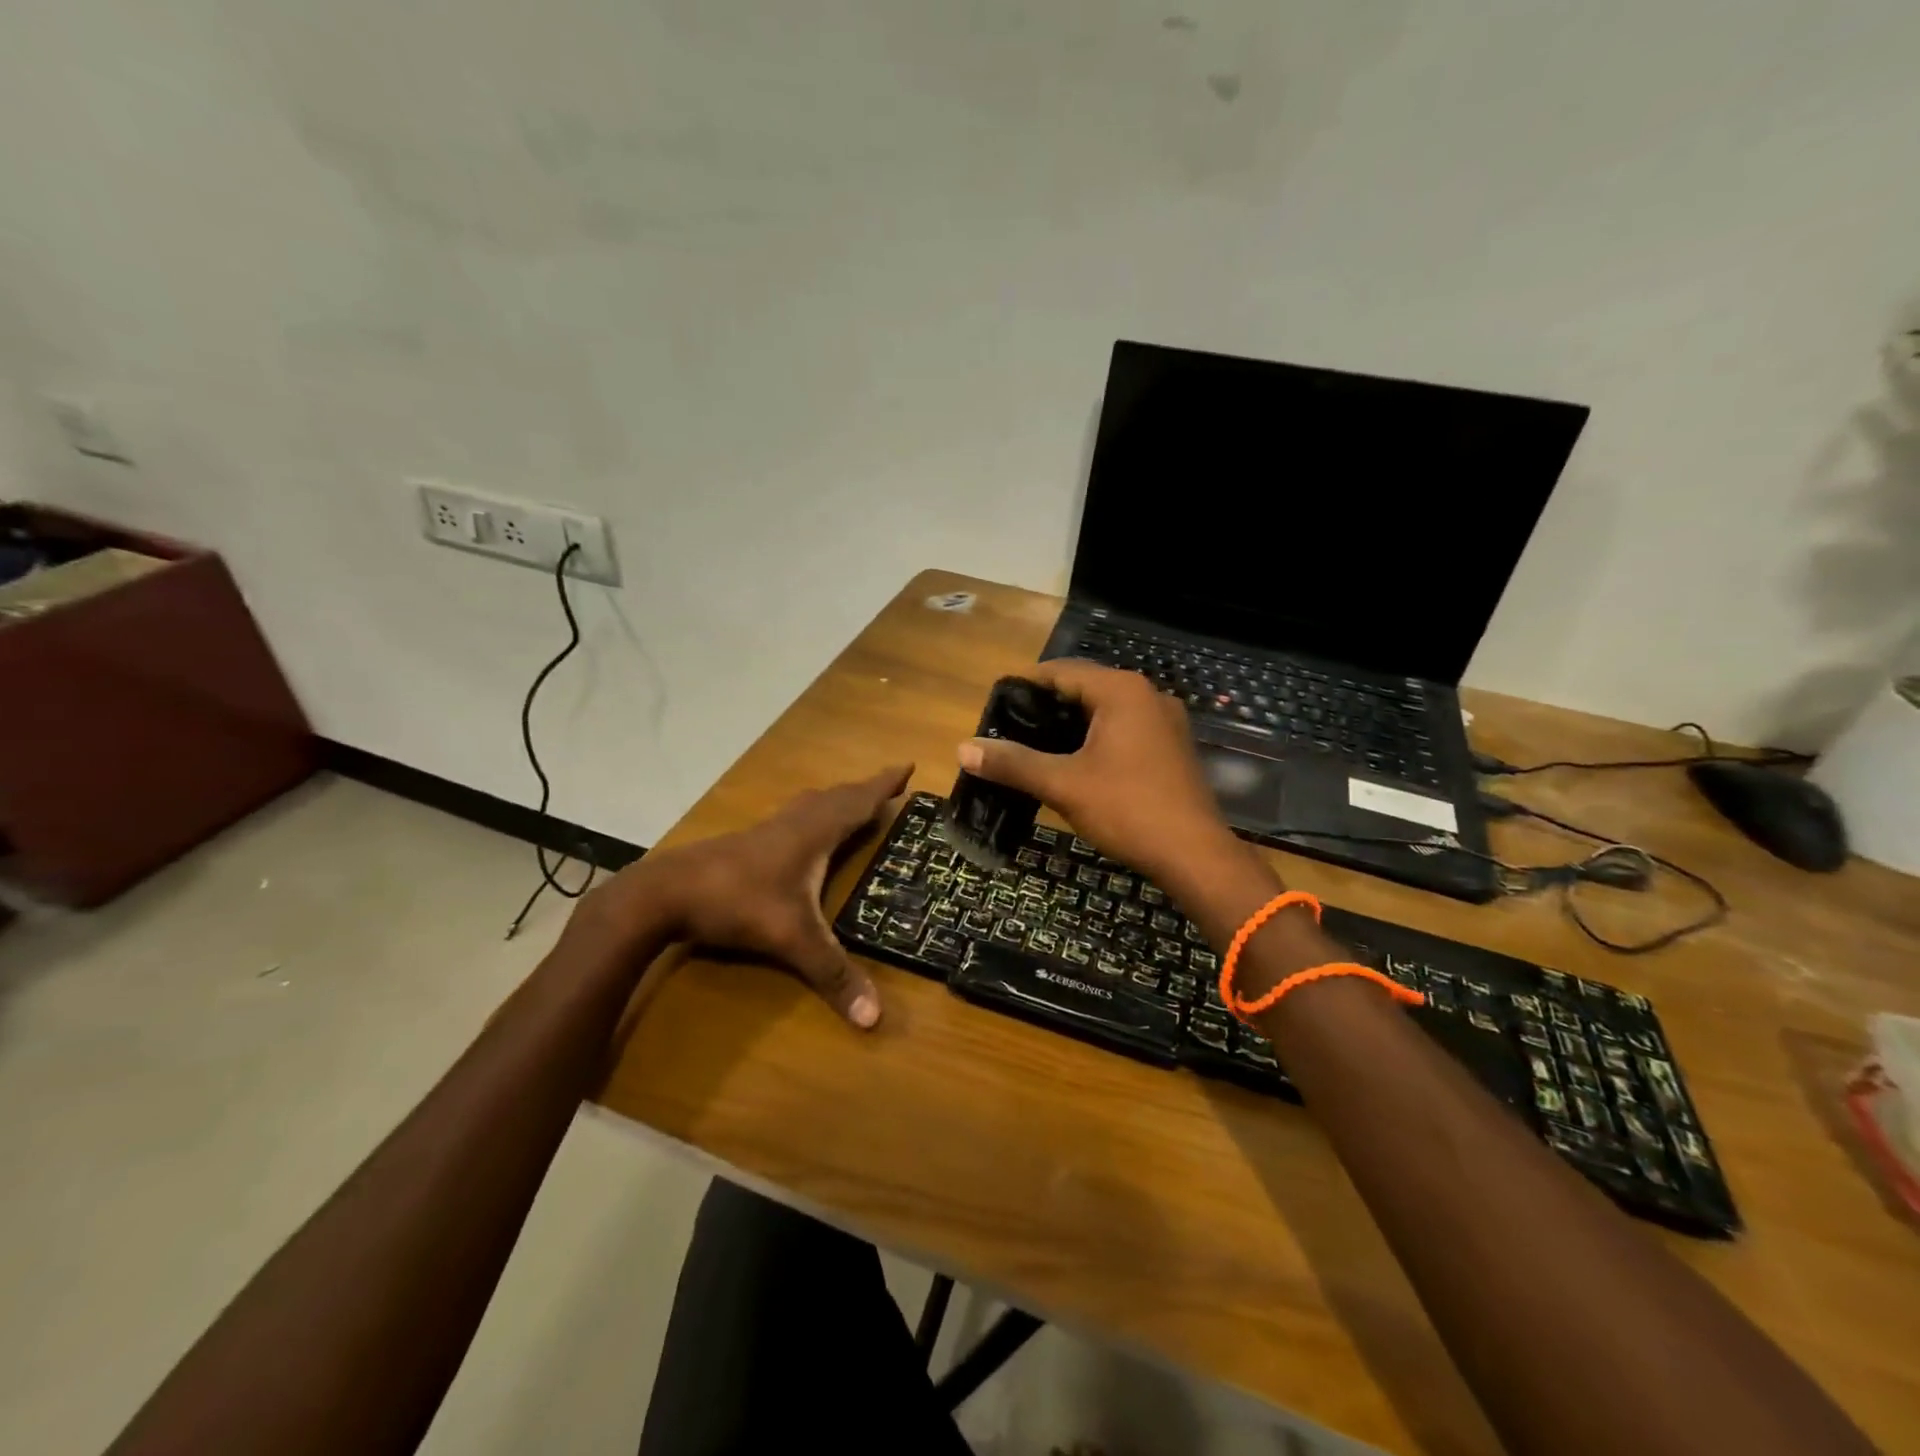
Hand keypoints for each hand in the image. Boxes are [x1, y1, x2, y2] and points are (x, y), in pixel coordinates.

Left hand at [598, 765, 912, 1028]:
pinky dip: (812, 814)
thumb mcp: (791, 939)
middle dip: (865, 790)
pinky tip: (801, 833)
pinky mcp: (747, 842)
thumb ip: (832, 974)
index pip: (858, 802)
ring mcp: (767, 830)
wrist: (665, 892)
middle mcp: (794, 823)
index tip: (908, 765)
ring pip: (811, 805)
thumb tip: (875, 1019)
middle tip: (889, 784)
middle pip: (837, 797)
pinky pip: (792, 818)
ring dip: (837, 799)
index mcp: (813, 833)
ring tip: (853, 802)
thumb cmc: (737, 902)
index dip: (884, 785)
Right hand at [956, 661, 1236, 886]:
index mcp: (1121, 691)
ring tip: (1035, 745)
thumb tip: (963, 749)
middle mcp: (1147, 695)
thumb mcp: (1063, 785)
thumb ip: (1013, 763)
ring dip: (1071, 723)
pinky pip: (1125, 728)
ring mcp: (1165, 720)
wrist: (1194, 855)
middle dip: (1047, 705)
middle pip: (1085, 687)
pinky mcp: (1171, 746)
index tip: (995, 705)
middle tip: (1010, 728)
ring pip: (1106, 709)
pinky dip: (1096, 736)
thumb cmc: (1128, 809)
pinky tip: (1076, 761)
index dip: (1025, 684)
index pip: (1061, 671)